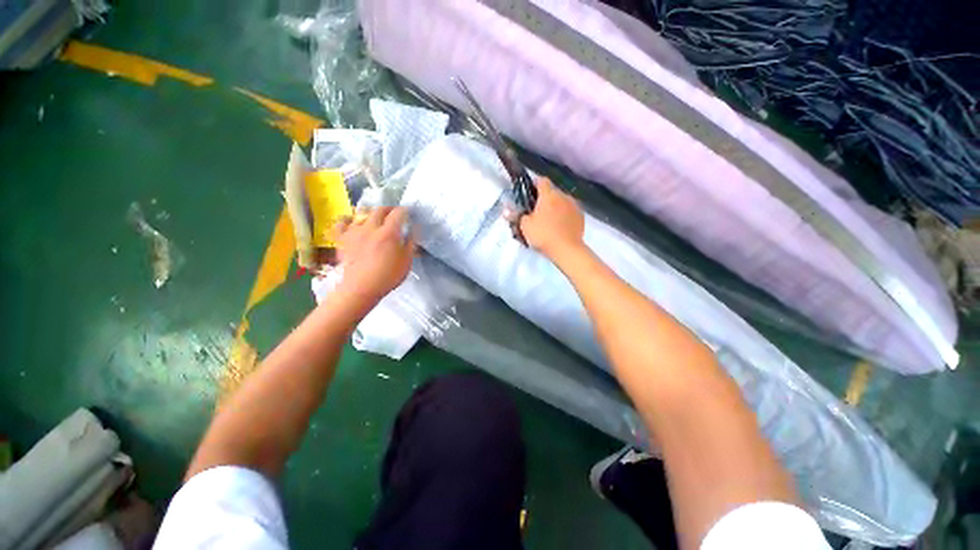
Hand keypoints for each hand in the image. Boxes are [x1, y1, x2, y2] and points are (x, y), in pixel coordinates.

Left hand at [334, 207, 415, 304]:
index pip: (399, 213)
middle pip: (380, 209)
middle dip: (389, 209)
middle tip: (394, 214)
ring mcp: (354, 231)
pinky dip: (347, 219)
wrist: (361, 288)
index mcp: (389, 232)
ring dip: (371, 213)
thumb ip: (411, 242)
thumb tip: (414, 229)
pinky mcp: (342, 238)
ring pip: (361, 213)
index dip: (405, 211)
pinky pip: (341, 222)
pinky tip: (352, 222)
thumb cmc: (388, 276)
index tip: (409, 213)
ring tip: (375, 218)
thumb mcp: (407, 261)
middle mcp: (371, 227)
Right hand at [514, 178, 584, 260]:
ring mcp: (574, 206)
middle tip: (536, 212)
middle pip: (552, 192)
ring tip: (549, 220)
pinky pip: (570, 211)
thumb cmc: (543, 235)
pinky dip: (564, 215)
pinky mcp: (581, 216)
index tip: (529, 195)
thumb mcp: (525, 227)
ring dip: (555, 207)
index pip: (541, 180)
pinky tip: (560, 226)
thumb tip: (506, 211)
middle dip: (544, 199)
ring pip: (562, 201)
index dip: (534, 185)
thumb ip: (516, 216)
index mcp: (548, 195)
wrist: (567, 250)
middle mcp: (563, 196)